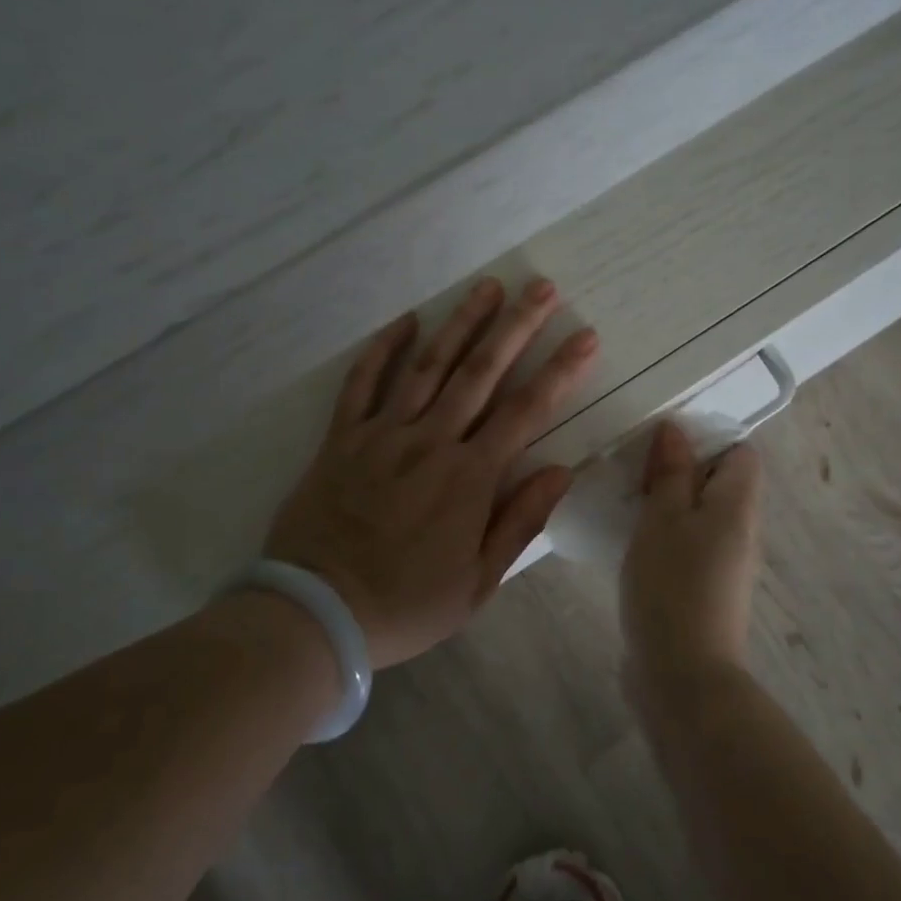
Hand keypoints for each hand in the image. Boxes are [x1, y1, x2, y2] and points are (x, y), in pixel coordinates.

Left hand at [264, 277, 597, 669]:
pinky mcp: (342, 437)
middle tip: (542, 288)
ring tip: (488, 287)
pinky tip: (406, 320)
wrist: (315, 614)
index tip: (585, 336)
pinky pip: (362, 382)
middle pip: (481, 372)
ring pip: (428, 365)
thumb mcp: (476, 583)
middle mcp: (431, 442)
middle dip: (517, 327)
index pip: (526, 410)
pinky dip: (383, 349)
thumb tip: (562, 470)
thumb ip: (520, 522)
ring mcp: (382, 434)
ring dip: (461, 323)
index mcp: (469, 477)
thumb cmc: (405, 604)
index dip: (560, 370)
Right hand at [621, 421, 762, 695]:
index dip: (707, 440)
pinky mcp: (705, 591)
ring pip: (700, 515)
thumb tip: (676, 430)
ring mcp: (725, 565)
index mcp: (737, 506)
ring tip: (626, 500)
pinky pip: (689, 546)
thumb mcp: (663, 518)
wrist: (683, 678)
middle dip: (680, 471)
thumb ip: (671, 472)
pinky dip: (665, 536)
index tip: (663, 444)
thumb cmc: (672, 585)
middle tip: (635, 469)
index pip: (741, 454)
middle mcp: (741, 532)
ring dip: (668, 504)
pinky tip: (631, 542)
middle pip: (719, 483)